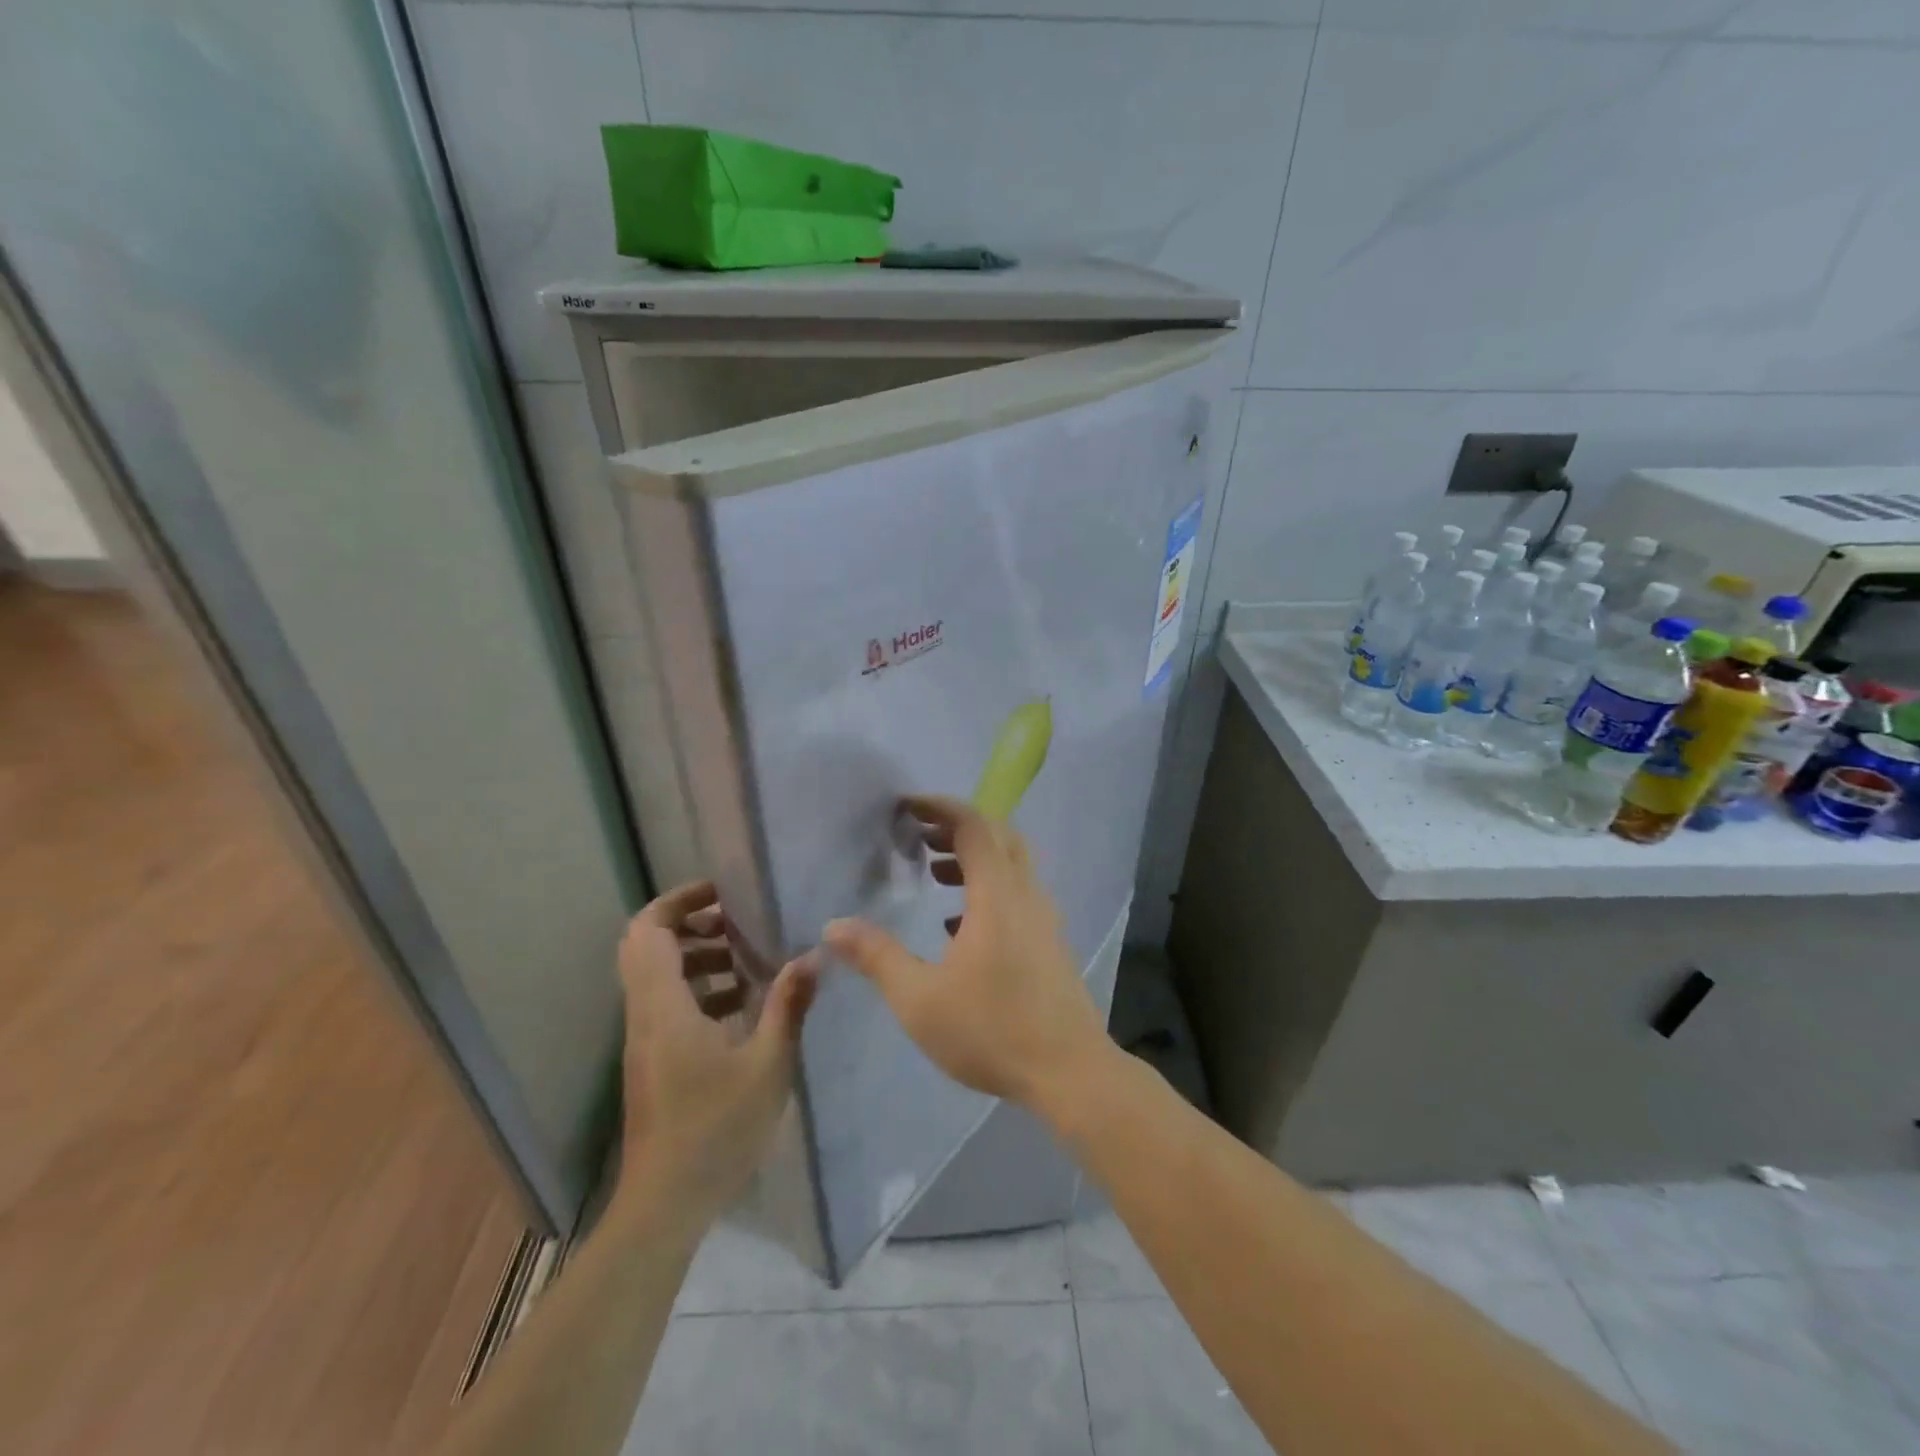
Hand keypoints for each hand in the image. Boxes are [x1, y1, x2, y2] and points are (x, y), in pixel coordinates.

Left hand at [615, 881, 815, 1230]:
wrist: (664, 1205)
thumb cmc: (715, 1130)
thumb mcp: (767, 1065)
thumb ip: (788, 1005)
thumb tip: (811, 956)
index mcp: (664, 1007)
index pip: (648, 931)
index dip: (679, 901)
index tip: (723, 893)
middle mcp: (646, 1015)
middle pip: (646, 946)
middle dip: (690, 924)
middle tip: (738, 923)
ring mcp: (645, 1040)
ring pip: (657, 975)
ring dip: (697, 957)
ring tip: (748, 962)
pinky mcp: (653, 1061)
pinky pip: (667, 1004)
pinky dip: (698, 989)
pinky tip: (742, 1007)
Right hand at [823, 795, 1108, 1110]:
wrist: (1069, 1072)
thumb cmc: (991, 1030)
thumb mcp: (920, 998)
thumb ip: (877, 956)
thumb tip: (833, 926)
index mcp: (997, 895)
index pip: (974, 826)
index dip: (941, 807)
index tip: (907, 805)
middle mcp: (1026, 895)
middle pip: (998, 836)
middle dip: (957, 826)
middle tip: (919, 834)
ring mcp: (1044, 918)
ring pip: (1012, 864)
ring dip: (974, 856)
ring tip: (934, 871)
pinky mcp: (1050, 942)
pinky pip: (1018, 893)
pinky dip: (988, 887)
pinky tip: (959, 923)